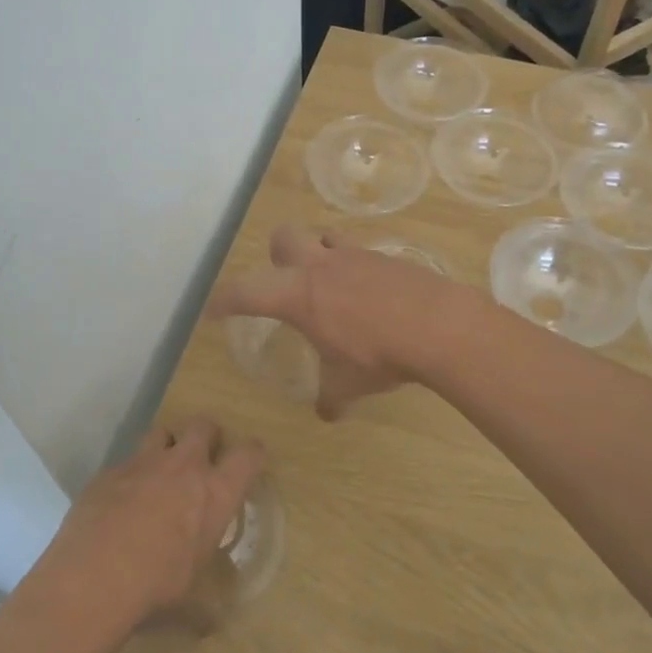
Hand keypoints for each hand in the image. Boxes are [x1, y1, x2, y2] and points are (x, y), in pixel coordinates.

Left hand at [42, 420, 263, 626]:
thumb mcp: (192, 602)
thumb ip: (205, 606)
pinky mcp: (108, 472)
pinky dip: (129, 478)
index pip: (249, 455)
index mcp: (215, 494)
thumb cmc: (156, 589)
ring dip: (166, 447)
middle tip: (202, 459)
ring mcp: (143, 464)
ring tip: (160, 473)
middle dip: (207, 436)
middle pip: (204, 426)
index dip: (253, 453)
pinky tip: (119, 505)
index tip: (251, 460)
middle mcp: (183, 467)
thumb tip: (208, 626)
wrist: (93, 579)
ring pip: (162, 432)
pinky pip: (125, 464)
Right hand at [208, 226, 472, 418]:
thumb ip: (331, 396)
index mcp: (297, 295)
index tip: (213, 309)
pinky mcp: (386, 256)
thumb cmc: (379, 355)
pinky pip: (359, 253)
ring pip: (324, 237)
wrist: (438, 325)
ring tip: (329, 283)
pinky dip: (355, 268)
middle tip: (285, 284)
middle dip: (276, 256)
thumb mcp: (348, 384)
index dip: (225, 299)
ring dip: (319, 254)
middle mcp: (320, 266)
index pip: (246, 291)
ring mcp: (355, 256)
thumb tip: (326, 415)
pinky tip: (370, 295)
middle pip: (283, 238)